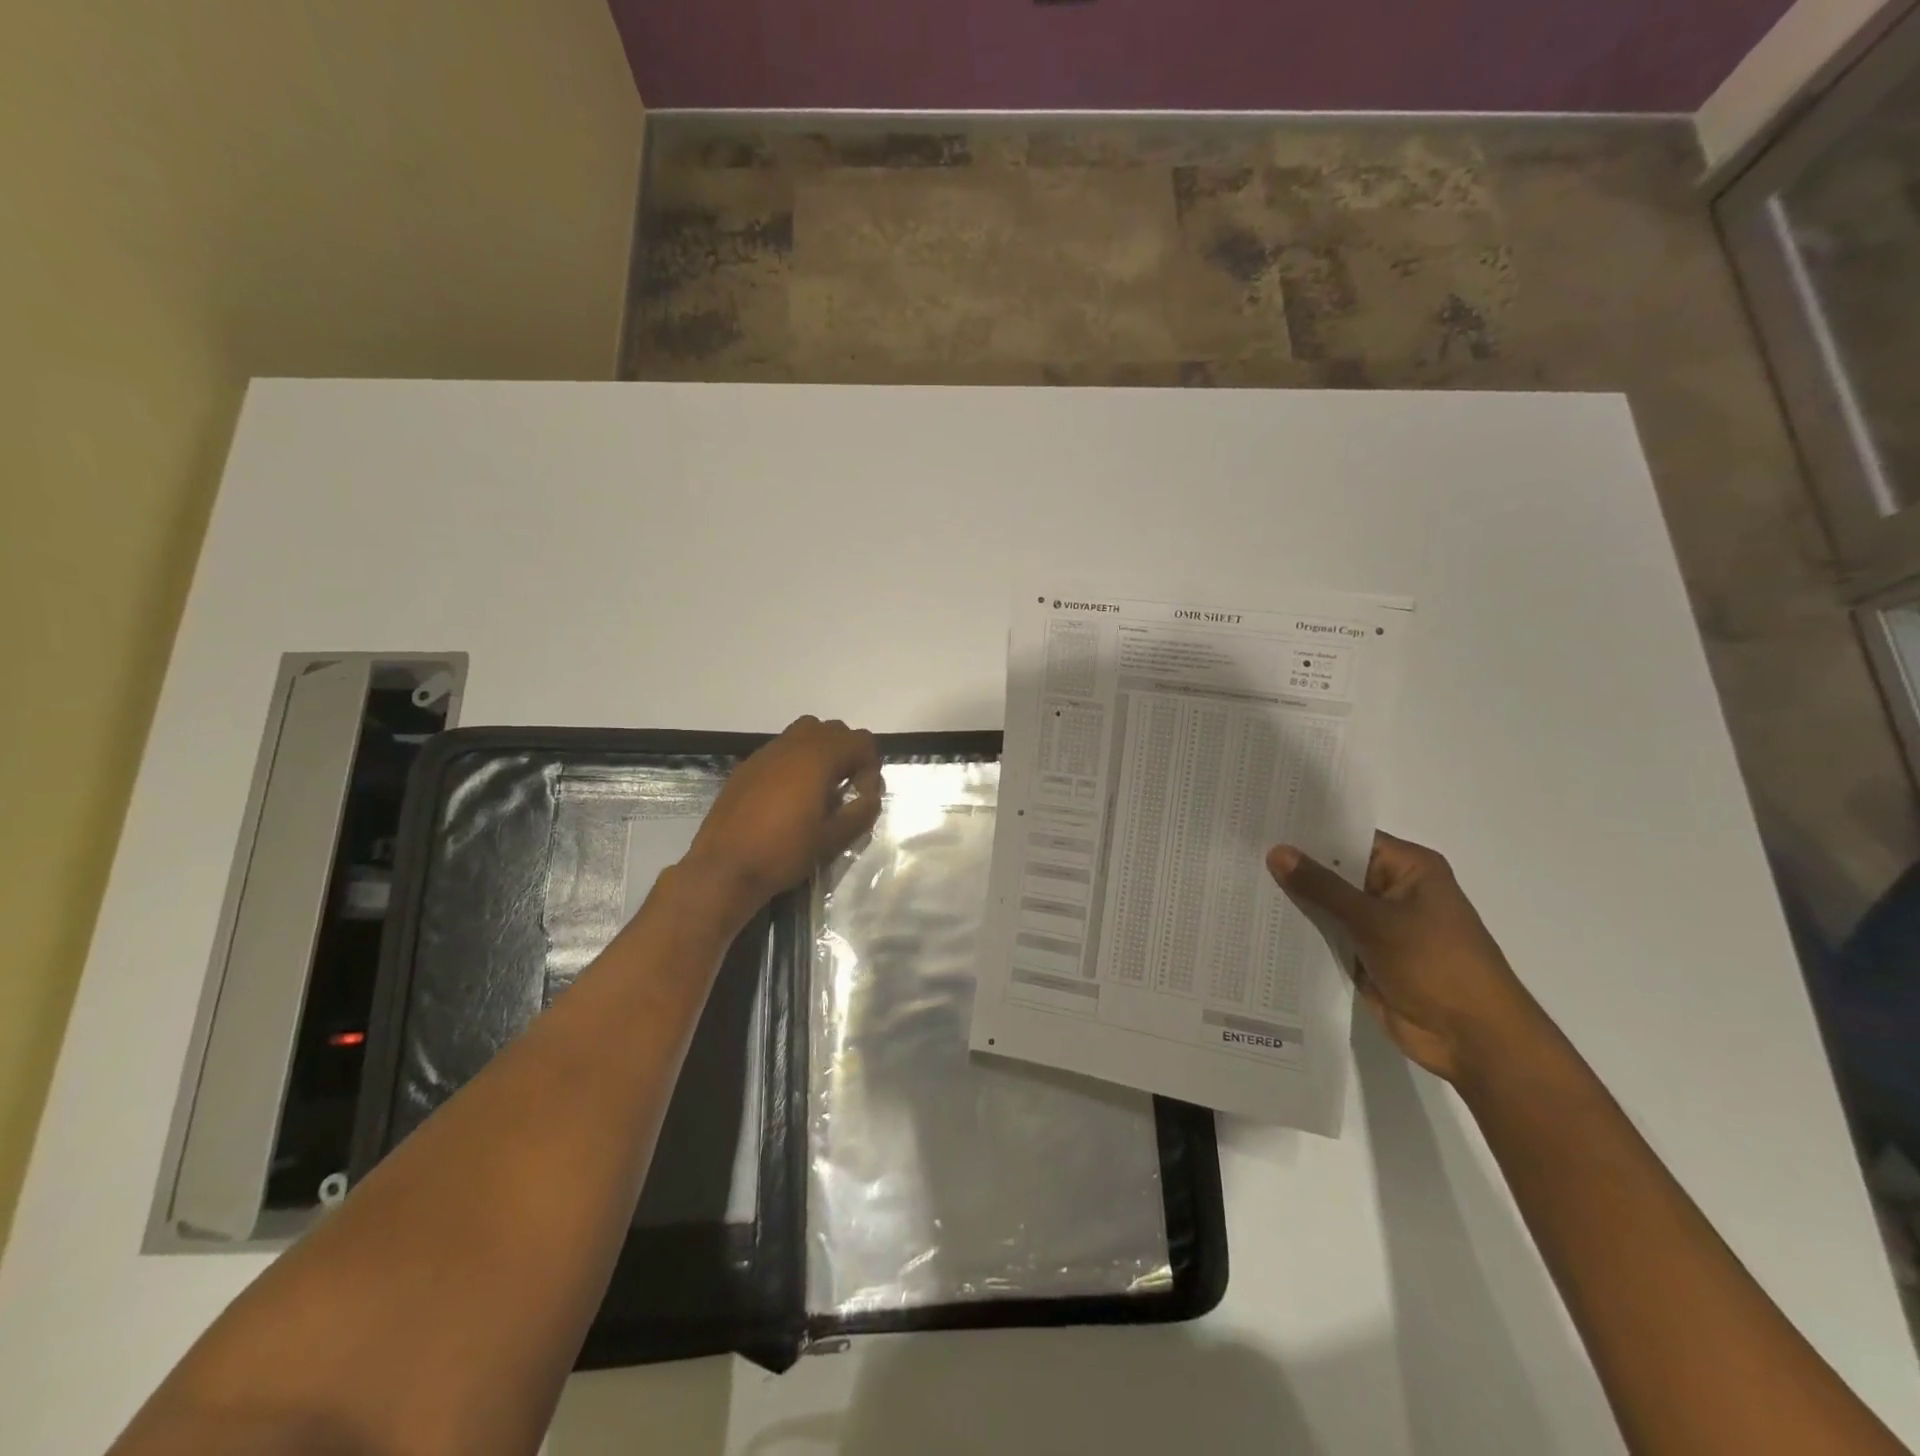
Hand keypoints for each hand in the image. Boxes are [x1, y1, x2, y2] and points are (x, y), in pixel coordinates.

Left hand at [682, 716, 884, 918]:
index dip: (871, 766)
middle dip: (847, 754)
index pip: (860, 740)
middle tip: (846, 789)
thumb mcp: (832, 839)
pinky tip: (788, 798)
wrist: (723, 869)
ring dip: (821, 753)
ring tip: (818, 789)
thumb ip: (860, 812)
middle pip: (833, 730)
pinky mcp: (747, 767)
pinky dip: (795, 762)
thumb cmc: (783, 852)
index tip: (862, 796)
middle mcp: (792, 745)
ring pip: (804, 733)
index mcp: (817, 758)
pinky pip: (780, 750)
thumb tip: (871, 798)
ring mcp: (765, 753)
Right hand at [1266, 832, 1551, 1083]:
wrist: (1473, 1040)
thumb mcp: (1375, 920)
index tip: (1261, 824)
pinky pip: (1327, 936)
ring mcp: (1379, 925)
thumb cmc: (1436, 965)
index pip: (1348, 838)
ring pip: (1327, 905)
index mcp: (1408, 869)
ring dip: (1293, 901)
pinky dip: (1301, 932)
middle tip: (1238, 852)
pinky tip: (1259, 923)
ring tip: (1238, 883)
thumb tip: (1276, 851)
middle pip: (1335, 871)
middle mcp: (1392, 890)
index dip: (1307, 832)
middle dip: (1293, 867)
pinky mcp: (1366, 956)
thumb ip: (1323, 887)